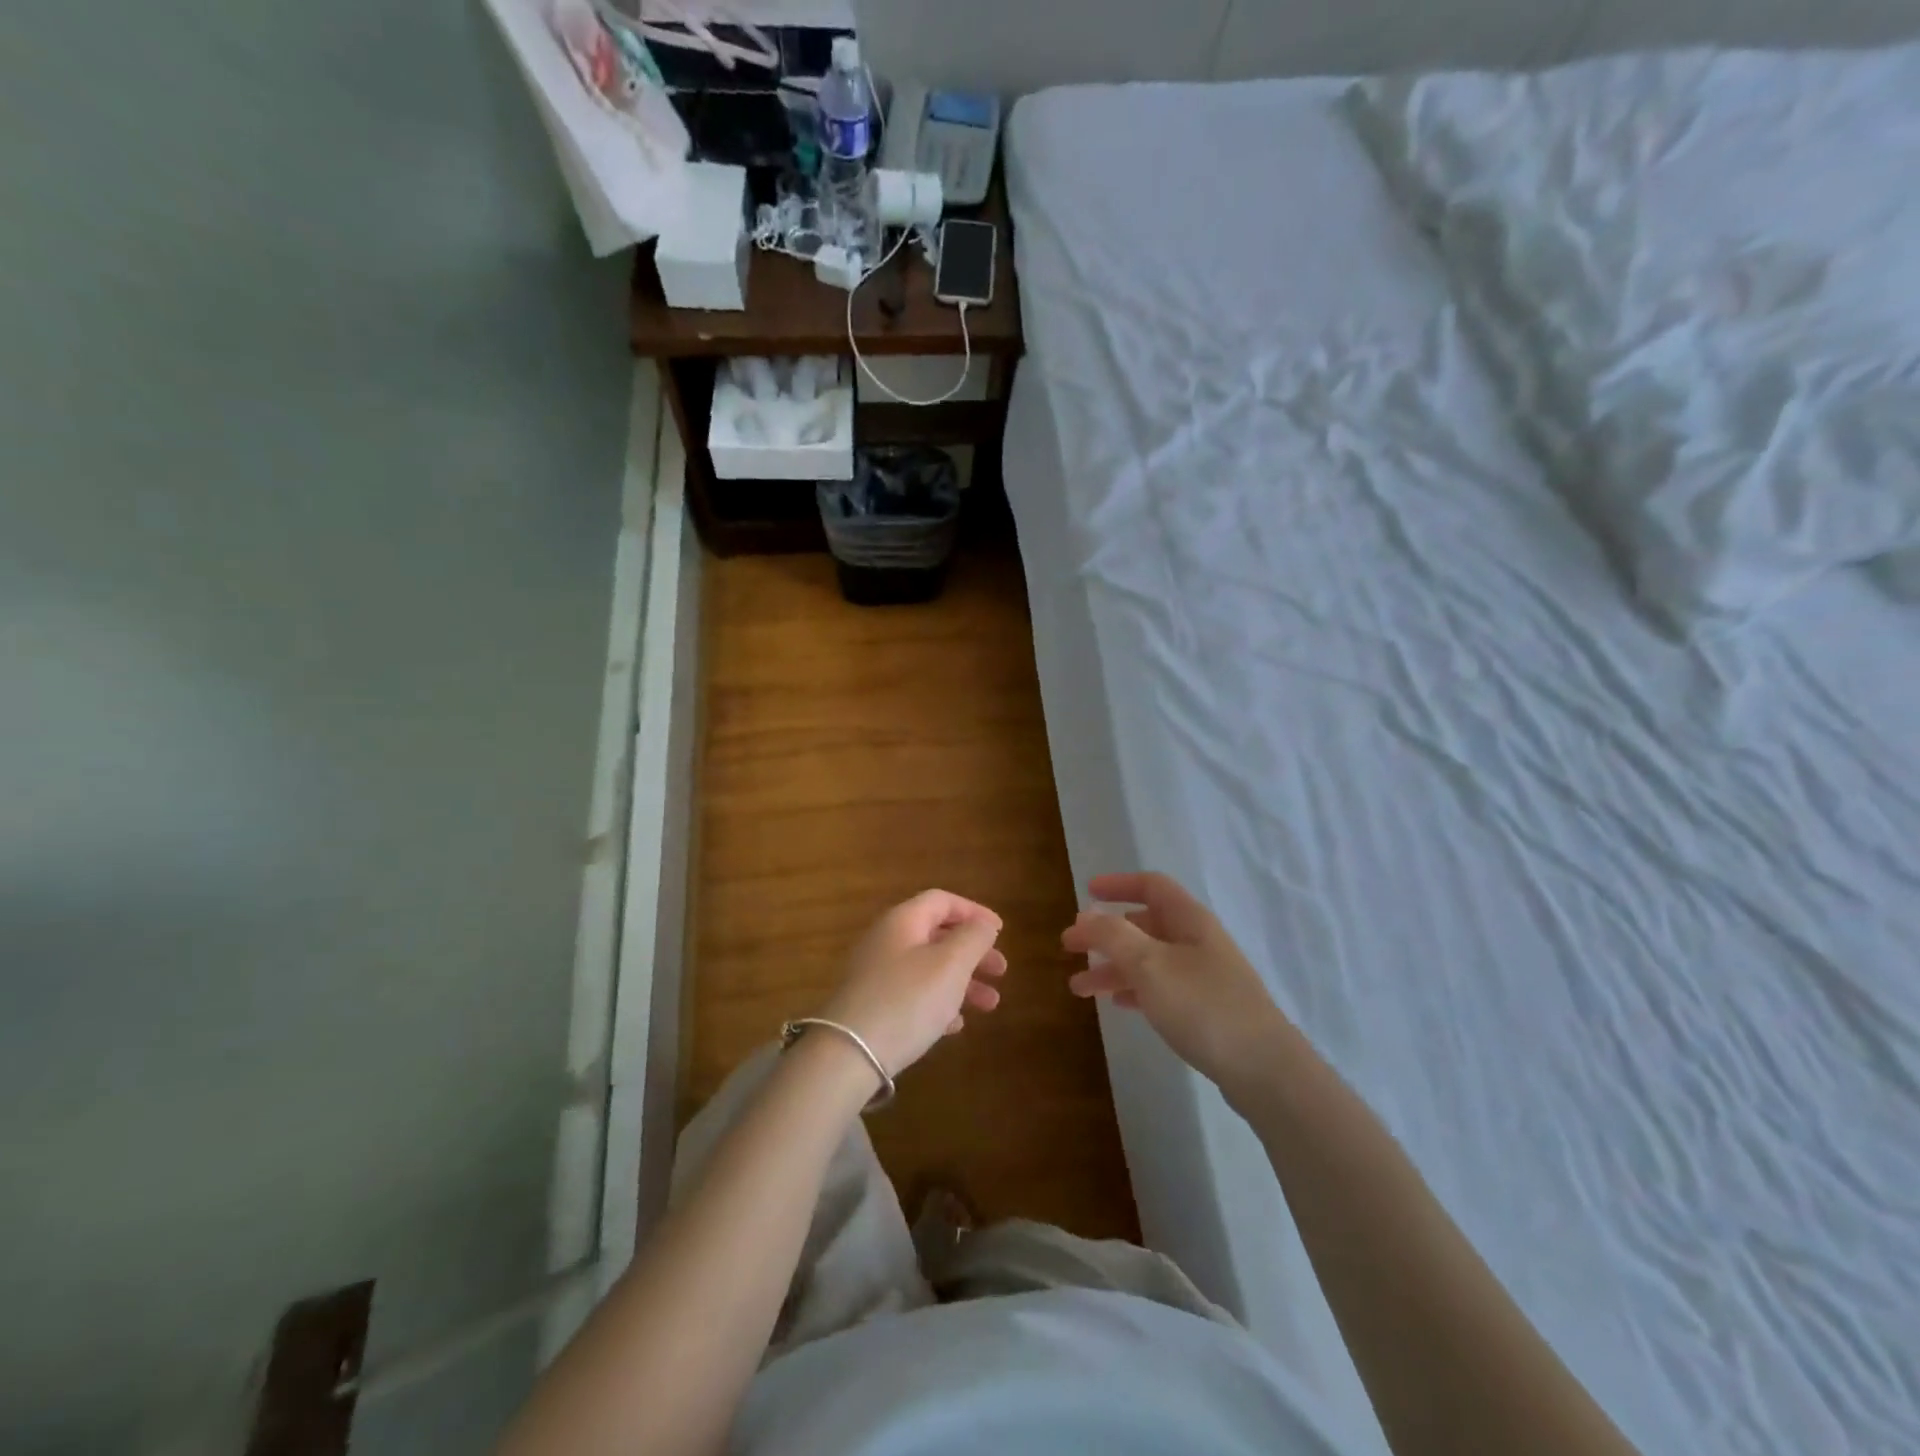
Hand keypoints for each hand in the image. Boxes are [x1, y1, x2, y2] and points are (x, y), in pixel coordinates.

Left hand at [816, 890, 1007, 1077]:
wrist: (848, 1054)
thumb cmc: (907, 1000)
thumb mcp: (950, 964)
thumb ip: (973, 938)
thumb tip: (983, 924)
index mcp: (903, 921)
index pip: (942, 901)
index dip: (974, 912)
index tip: (1000, 931)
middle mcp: (886, 941)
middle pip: (937, 935)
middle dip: (973, 952)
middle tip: (1001, 971)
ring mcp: (876, 975)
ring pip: (928, 968)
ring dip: (962, 982)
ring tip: (990, 1005)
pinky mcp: (872, 1007)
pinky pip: (912, 996)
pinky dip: (938, 1003)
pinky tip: (955, 1025)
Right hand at [1062, 872, 1289, 1091]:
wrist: (1264, 1070)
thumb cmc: (1203, 1006)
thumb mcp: (1149, 965)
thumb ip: (1112, 936)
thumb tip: (1086, 915)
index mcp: (1189, 920)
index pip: (1152, 886)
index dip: (1118, 884)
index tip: (1086, 892)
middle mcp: (1197, 942)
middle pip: (1144, 925)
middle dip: (1105, 934)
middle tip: (1069, 947)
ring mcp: (1204, 977)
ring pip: (1148, 961)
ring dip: (1112, 968)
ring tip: (1078, 988)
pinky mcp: (1207, 1009)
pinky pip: (1161, 988)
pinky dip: (1134, 990)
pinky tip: (1116, 1004)